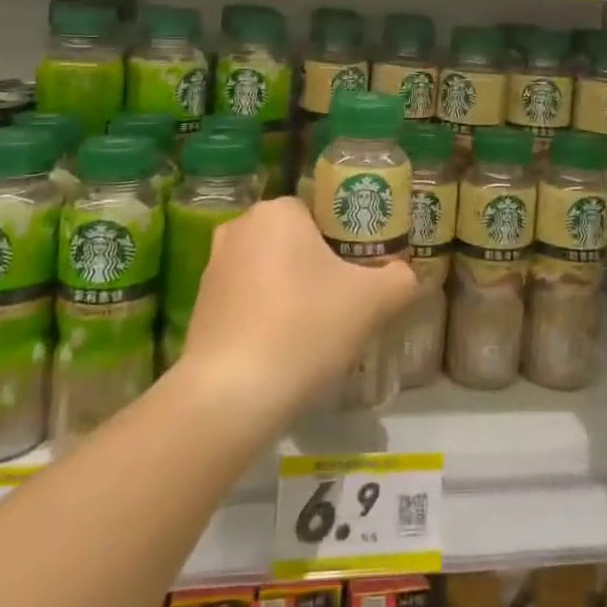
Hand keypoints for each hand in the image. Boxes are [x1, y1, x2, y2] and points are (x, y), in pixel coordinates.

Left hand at [177, 198, 419, 426]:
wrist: (231, 395)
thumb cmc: (305, 327)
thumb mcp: (374, 301)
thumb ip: (401, 278)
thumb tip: (407, 275)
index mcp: (278, 211)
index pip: (323, 212)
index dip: (348, 240)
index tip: (363, 272)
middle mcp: (239, 228)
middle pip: (296, 240)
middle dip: (320, 266)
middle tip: (347, 301)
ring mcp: (213, 268)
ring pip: (270, 270)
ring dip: (292, 291)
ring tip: (318, 329)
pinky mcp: (200, 306)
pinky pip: (247, 300)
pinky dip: (267, 315)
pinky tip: (285, 348)